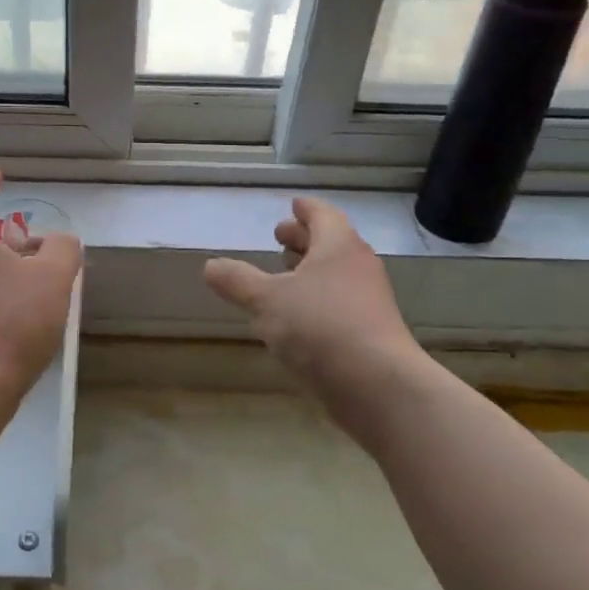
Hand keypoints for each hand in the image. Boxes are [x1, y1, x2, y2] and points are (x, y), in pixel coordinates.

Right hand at [204, 198, 421, 398]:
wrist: (377, 385)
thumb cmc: (320, 327)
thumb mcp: (266, 301)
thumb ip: (237, 281)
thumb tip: (211, 266)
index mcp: (338, 246)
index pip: (323, 215)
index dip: (305, 209)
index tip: (293, 204)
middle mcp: (358, 267)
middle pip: (331, 243)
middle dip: (304, 239)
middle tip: (279, 237)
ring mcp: (369, 301)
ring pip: (336, 274)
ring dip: (310, 270)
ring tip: (283, 275)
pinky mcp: (370, 332)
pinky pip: (340, 303)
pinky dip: (317, 299)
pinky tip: (297, 317)